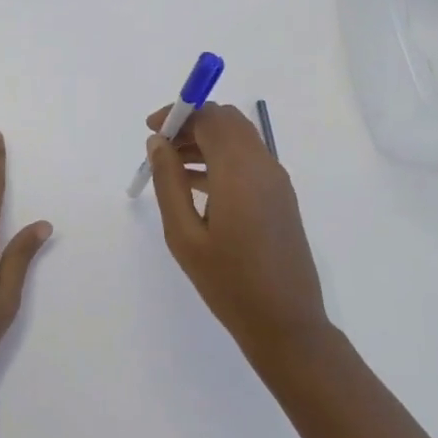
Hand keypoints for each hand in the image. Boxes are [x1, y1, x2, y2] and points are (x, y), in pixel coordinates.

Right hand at [144, 103, 329, 362]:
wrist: (285, 323)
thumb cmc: (228, 282)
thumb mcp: (184, 234)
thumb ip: (168, 182)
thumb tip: (158, 142)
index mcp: (239, 170)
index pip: (210, 116)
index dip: (179, 114)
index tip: (152, 131)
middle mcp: (263, 165)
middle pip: (227, 121)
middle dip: (192, 124)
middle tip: (161, 149)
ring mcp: (277, 181)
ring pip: (239, 139)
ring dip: (206, 141)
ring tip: (172, 169)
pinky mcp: (281, 196)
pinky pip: (249, 160)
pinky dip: (222, 159)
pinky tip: (197, 186)